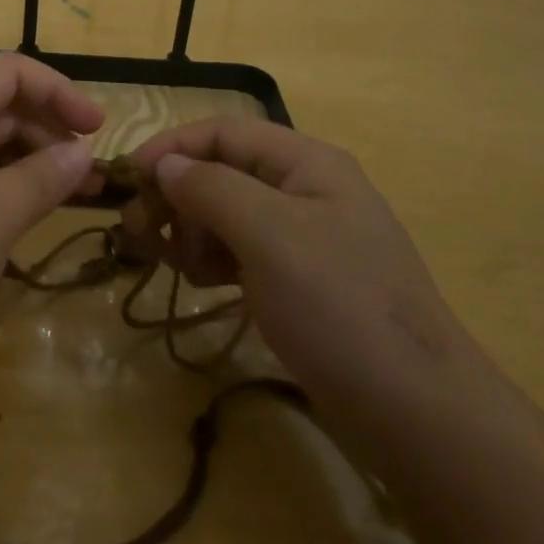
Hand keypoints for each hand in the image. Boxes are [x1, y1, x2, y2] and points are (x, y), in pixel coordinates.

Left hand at [0, 53, 103, 368]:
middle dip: (48, 132)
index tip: (98, 127)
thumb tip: (82, 151)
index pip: (7, 72)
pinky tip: (24, 216)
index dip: (58, 90)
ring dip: (28, 164)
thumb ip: (45, 176)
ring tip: (70, 196)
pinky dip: (0, 189)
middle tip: (91, 174)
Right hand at [119, 119, 478, 405]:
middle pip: (223, 171)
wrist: (415, 410)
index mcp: (306, 162)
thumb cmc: (338, 306)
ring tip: (172, 262)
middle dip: (177, 194)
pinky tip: (203, 282)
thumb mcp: (269, 235)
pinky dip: (214, 258)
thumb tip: (166, 165)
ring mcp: (305, 236)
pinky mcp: (301, 279)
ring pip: (228, 213)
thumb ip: (212, 188)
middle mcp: (305, 189)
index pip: (223, 133)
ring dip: (191, 229)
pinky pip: (243, 251)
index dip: (172, 148)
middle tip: (137, 231)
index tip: (127, 179)